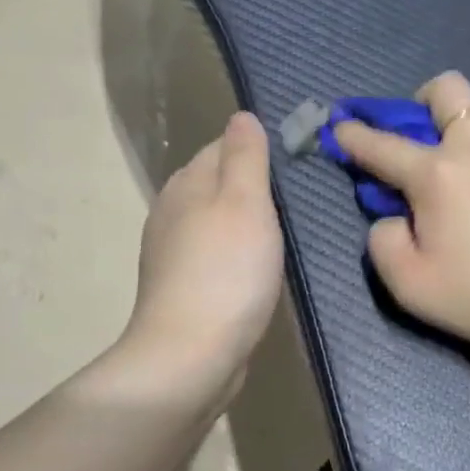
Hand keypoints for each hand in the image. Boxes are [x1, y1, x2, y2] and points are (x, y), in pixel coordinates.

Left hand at [122, 112, 283, 405]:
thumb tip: (242, 116)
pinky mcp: (182, 287)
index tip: (295, 167)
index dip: (258, 150)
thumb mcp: (245, 202)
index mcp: (186, 183)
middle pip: (218, 182)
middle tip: (298, 202)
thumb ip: (245, 156)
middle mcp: (172, 211)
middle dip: (253, 187)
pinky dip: (236, 254)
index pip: (223, 145)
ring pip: (217, 220)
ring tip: (283, 235)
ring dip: (247, 222)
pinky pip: (215, 255)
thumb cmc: (226, 271)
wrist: (191, 354)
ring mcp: (172, 252)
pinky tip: (256, 270)